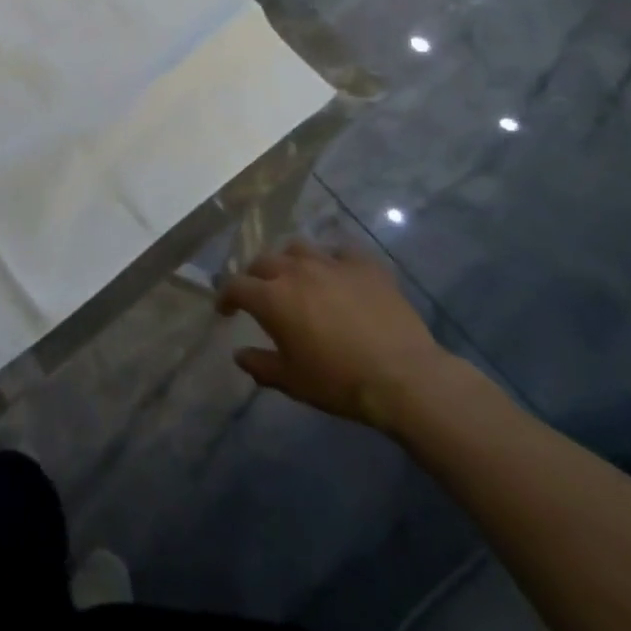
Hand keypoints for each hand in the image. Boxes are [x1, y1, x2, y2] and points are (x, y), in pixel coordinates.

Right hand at [216, 240, 459, 430]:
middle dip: (255, 276)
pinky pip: (341, 251)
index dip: (226, 296)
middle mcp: (295, 271)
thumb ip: (260, 365)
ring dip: (290, 260)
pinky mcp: (364, 265)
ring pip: (298, 248)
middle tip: (261, 293)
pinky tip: (337, 272)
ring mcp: (331, 263)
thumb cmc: (340, 382)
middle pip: (263, 261)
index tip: (227, 310)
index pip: (235, 286)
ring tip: (296, 276)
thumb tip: (239, 354)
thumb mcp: (293, 382)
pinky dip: (333, 259)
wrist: (404, 377)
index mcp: (271, 298)